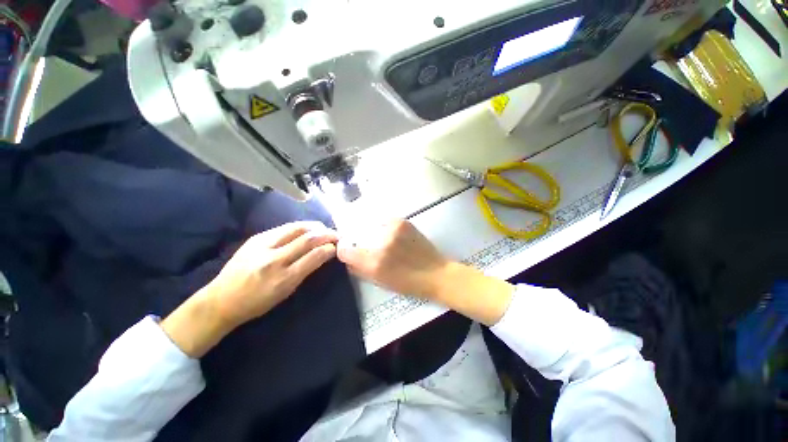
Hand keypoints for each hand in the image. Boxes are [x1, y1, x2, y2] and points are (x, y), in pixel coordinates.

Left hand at [162, 221, 337, 356]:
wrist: (220, 300)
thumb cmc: (257, 302)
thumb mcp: (286, 292)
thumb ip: (305, 271)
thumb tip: (323, 254)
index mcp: (283, 278)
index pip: (314, 255)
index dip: (330, 247)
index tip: (339, 246)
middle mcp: (274, 259)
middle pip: (307, 238)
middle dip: (327, 233)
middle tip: (336, 234)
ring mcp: (263, 245)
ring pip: (297, 228)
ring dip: (315, 226)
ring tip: (324, 228)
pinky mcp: (256, 238)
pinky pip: (284, 228)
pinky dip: (301, 227)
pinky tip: (307, 229)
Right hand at [337, 220, 513, 324]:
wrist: (436, 273)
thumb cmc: (408, 284)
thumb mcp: (380, 282)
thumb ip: (359, 268)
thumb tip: (348, 255)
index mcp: (373, 264)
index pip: (345, 250)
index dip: (344, 250)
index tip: (349, 250)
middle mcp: (380, 244)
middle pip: (357, 236)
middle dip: (359, 242)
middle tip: (370, 247)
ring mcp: (392, 230)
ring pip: (370, 227)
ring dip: (372, 234)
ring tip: (385, 241)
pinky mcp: (402, 222)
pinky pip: (384, 221)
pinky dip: (384, 228)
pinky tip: (392, 235)